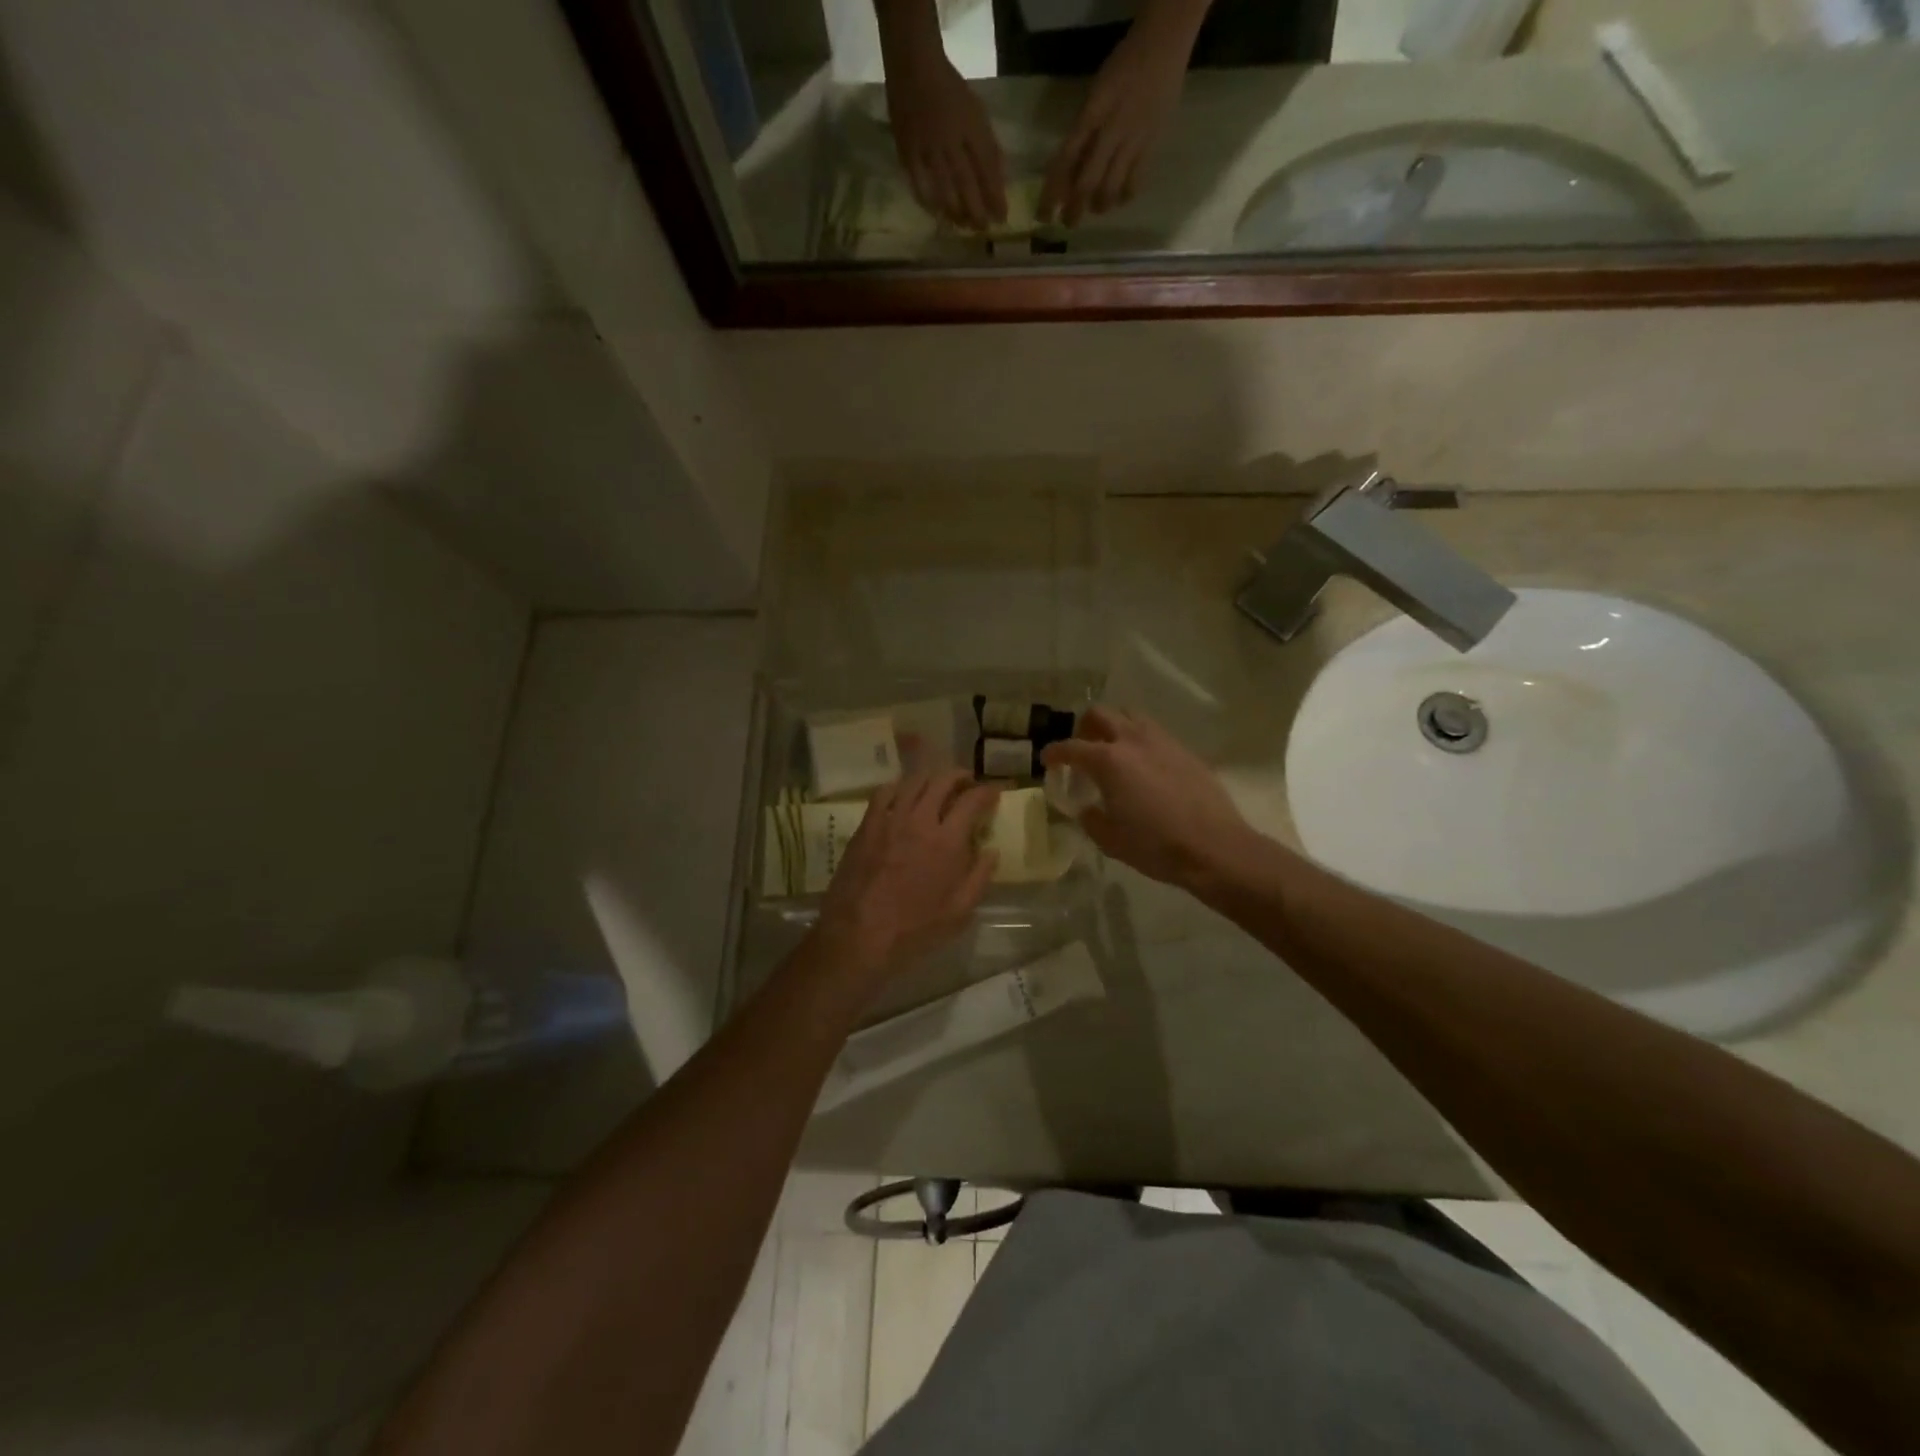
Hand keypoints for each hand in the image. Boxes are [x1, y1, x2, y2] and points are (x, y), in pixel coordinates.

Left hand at [813, 770, 1000, 991]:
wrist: (858, 936)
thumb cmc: (914, 930)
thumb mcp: (959, 912)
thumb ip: (979, 877)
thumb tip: (991, 851)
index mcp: (947, 841)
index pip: (972, 801)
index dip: (987, 792)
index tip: (994, 792)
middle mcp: (919, 821)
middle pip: (942, 781)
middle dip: (960, 776)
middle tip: (967, 783)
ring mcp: (889, 820)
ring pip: (913, 782)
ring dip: (931, 778)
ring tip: (938, 785)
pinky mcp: (866, 826)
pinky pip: (883, 793)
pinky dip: (899, 787)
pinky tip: (904, 795)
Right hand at [884, 49, 1006, 230]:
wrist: (913, 65)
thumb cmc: (949, 90)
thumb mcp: (976, 112)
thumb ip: (987, 144)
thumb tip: (999, 179)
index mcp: (970, 125)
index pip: (987, 167)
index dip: (995, 194)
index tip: (1002, 218)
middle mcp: (950, 139)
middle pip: (966, 182)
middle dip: (976, 210)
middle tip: (983, 229)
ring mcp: (927, 147)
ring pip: (943, 188)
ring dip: (955, 212)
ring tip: (963, 227)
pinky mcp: (907, 152)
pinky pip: (918, 184)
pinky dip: (929, 203)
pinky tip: (938, 216)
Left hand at [1039, 21, 1191, 225]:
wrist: (1163, 45)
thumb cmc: (1122, 67)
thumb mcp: (1094, 94)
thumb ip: (1082, 131)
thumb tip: (1068, 170)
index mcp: (1092, 114)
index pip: (1066, 160)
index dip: (1053, 190)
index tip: (1044, 214)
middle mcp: (1110, 131)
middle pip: (1087, 181)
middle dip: (1075, 208)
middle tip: (1068, 223)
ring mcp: (1133, 140)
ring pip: (1111, 187)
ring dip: (1100, 205)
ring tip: (1095, 209)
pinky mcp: (1151, 145)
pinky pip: (1135, 181)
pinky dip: (1124, 195)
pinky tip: (1119, 199)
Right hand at [1040, 707, 1251, 887]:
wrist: (1215, 847)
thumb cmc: (1156, 846)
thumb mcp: (1111, 840)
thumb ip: (1091, 818)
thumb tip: (1087, 808)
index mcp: (1108, 761)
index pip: (1071, 747)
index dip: (1054, 753)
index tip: (1047, 760)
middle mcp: (1133, 740)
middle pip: (1100, 714)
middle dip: (1084, 728)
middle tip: (1082, 750)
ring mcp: (1162, 741)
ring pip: (1130, 716)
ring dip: (1115, 727)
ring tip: (1114, 752)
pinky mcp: (1185, 750)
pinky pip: (1154, 733)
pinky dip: (1140, 740)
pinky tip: (1144, 766)